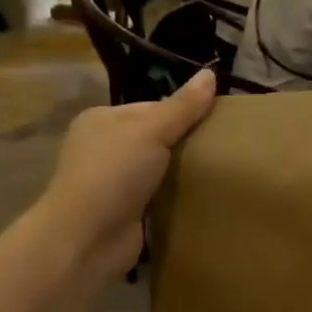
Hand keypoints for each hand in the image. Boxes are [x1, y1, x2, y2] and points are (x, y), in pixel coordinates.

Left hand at [36, 69, 216, 278]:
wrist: (87, 238)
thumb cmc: (113, 174)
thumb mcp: (151, 131)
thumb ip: (182, 107)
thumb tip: (211, 74)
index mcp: (103, 120)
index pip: (152, 107)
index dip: (185, 113)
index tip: (220, 122)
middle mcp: (105, 148)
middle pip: (157, 139)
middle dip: (187, 145)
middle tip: (225, 149)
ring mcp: (114, 182)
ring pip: (159, 170)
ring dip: (183, 174)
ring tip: (222, 173)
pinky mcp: (126, 212)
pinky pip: (159, 198)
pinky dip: (176, 199)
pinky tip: (203, 198)